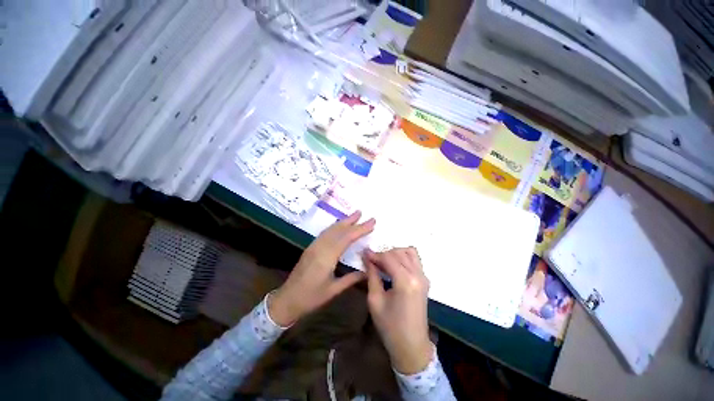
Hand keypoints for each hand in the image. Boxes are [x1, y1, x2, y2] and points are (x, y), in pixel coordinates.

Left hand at [269, 211, 374, 326]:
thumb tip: (368, 271)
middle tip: (363, 213)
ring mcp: (314, 246)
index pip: (346, 238)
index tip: (371, 222)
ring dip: (343, 221)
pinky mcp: (310, 248)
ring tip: (353, 215)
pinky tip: (339, 226)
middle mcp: (320, 247)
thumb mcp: (333, 290)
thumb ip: (351, 279)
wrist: (287, 300)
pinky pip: (325, 233)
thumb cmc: (311, 298)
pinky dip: (334, 227)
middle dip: (351, 221)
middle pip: (338, 230)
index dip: (360, 229)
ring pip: (330, 229)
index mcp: (327, 257)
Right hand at [363, 247, 432, 374]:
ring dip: (395, 253)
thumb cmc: (390, 327)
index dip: (375, 254)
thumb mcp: (375, 301)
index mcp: (405, 281)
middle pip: (399, 252)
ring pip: (409, 252)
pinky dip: (403, 257)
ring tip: (384, 263)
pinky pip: (415, 260)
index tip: (364, 254)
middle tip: (372, 261)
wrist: (412, 346)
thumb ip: (372, 276)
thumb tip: (367, 258)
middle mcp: (417, 275)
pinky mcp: (425, 280)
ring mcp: (423, 277)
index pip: (388, 257)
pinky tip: (394, 267)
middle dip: (384, 253)